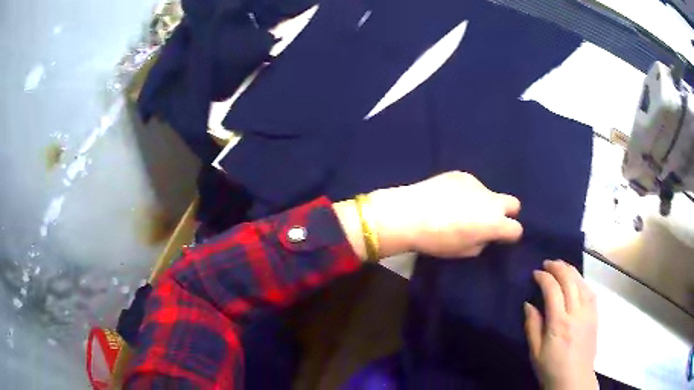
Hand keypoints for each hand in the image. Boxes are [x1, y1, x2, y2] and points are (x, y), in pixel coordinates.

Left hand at [368, 171, 522, 257]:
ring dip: (482, 202)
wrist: (410, 214)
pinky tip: (448, 197)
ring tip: (459, 209)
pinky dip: (466, 192)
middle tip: (488, 221)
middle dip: (506, 213)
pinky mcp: (462, 174)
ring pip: (489, 194)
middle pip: (514, 203)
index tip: (501, 237)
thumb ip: (482, 242)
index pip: (516, 229)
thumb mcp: (464, 251)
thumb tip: (484, 234)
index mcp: (494, 223)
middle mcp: (491, 200)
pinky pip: (472, 186)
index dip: (509, 235)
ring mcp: (477, 184)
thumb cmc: (437, 240)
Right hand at [525, 260, 597, 389]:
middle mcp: (576, 313)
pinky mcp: (595, 315)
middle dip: (558, 267)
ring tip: (561, 266)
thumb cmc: (551, 368)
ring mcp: (589, 312)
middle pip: (570, 281)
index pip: (553, 290)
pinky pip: (590, 291)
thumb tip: (528, 304)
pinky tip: (577, 280)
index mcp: (559, 323)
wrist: (574, 380)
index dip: (544, 277)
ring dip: (571, 270)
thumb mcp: (535, 352)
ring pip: (582, 282)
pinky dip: (582, 281)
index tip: (536, 272)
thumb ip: (532, 326)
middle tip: (548, 263)